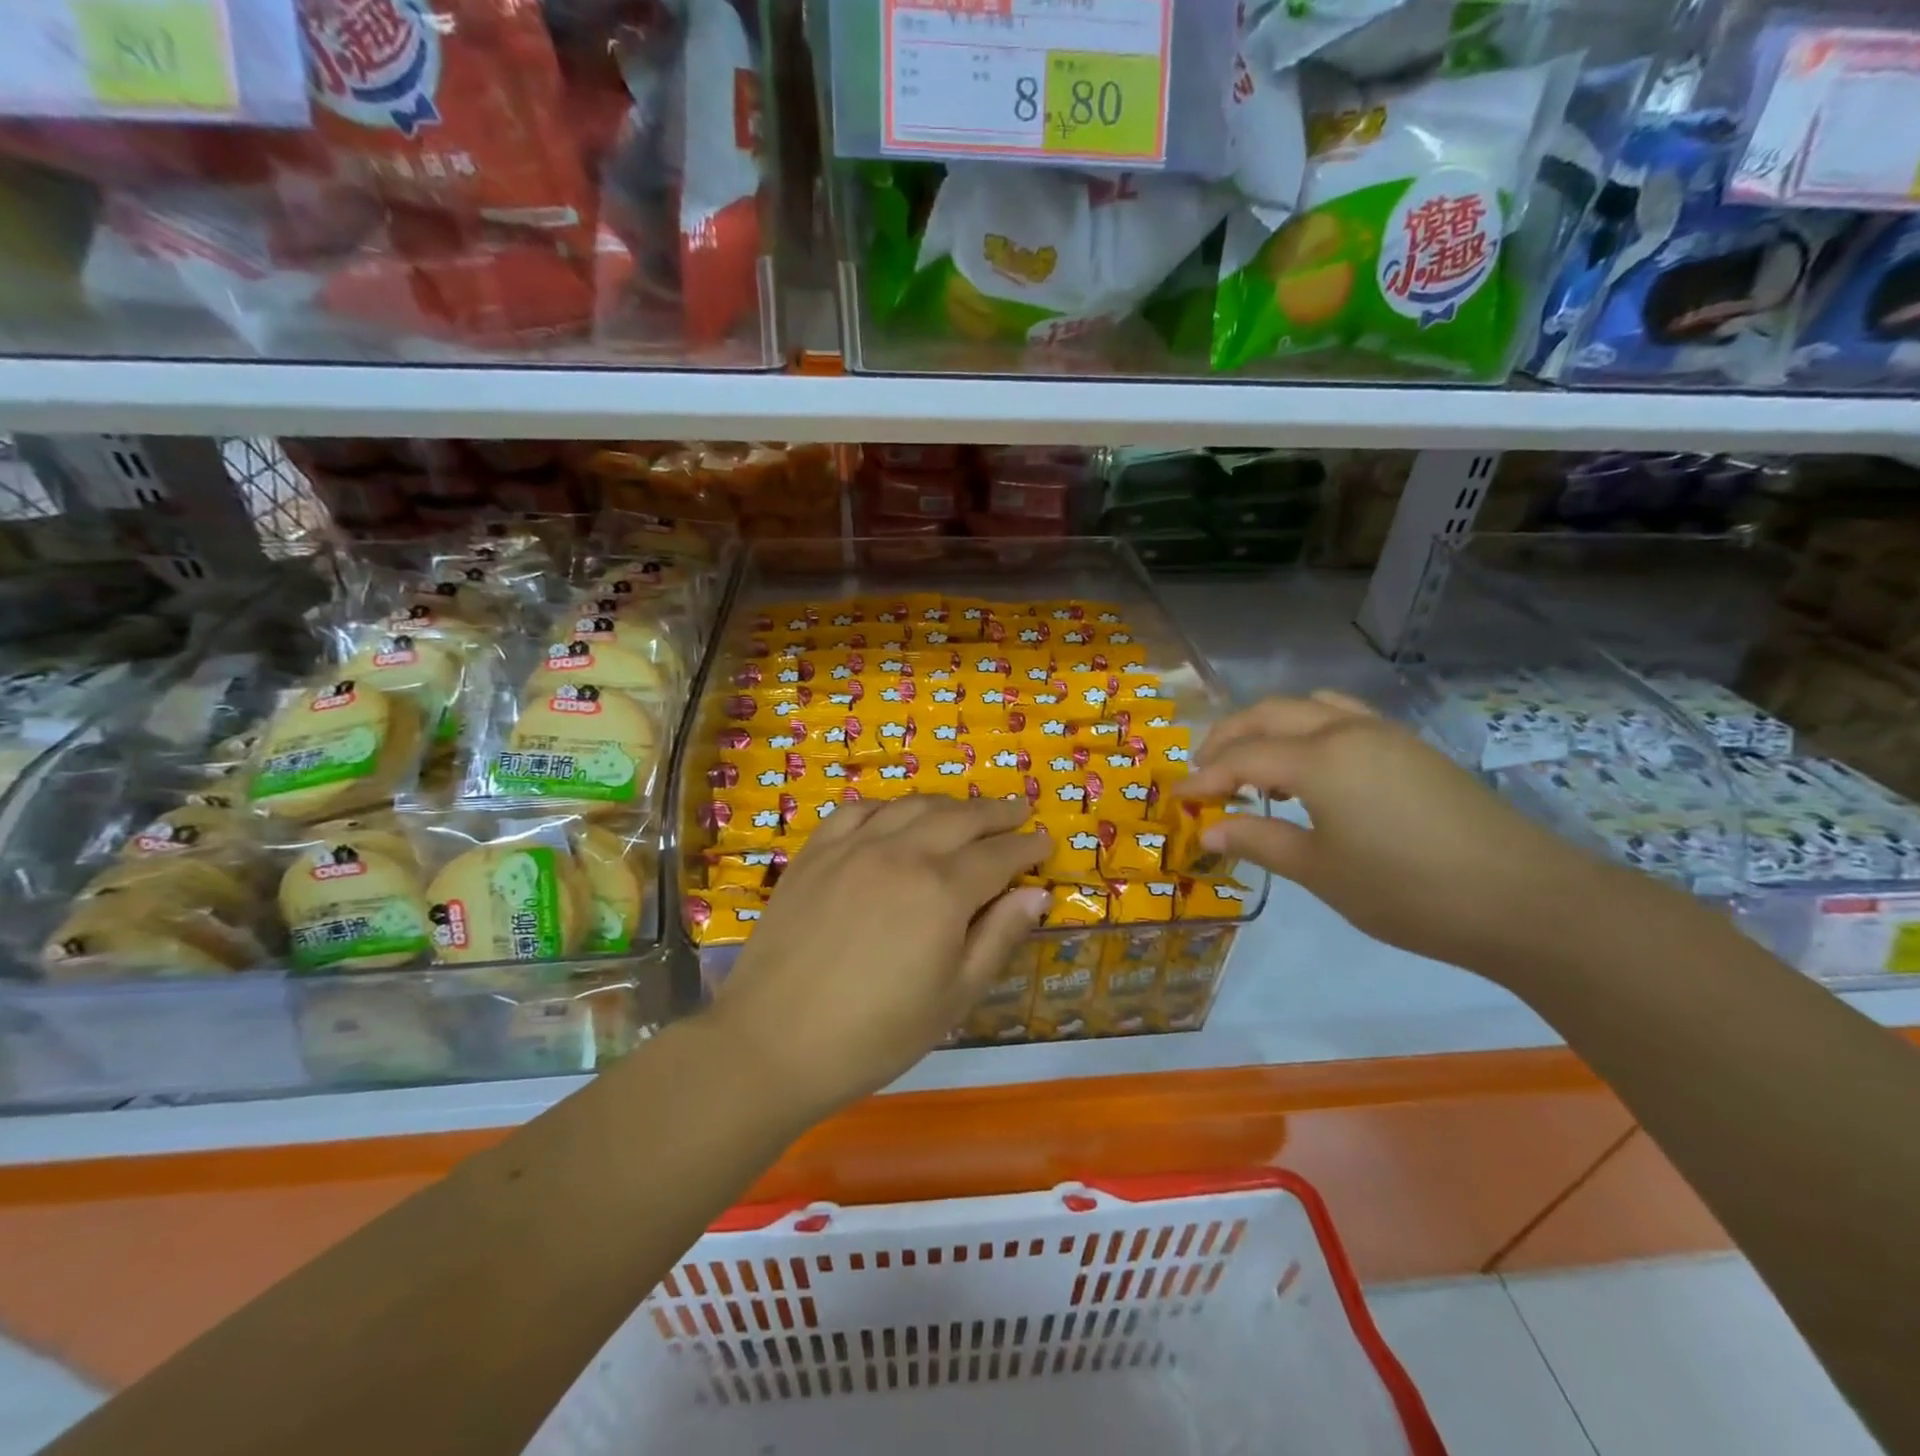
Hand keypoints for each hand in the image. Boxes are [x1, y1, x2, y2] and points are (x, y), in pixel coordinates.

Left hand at [710, 796, 1048, 1121]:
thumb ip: (998, 938)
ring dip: (948, 804)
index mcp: (942, 890)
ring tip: (967, 810)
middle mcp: (901, 853)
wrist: (773, 1043)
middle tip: (1018, 810)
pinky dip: (887, 806)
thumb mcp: (954, 997)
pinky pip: (857, 810)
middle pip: (960, 818)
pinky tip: (894, 815)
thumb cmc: (876, 1034)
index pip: (998, 855)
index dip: (1027, 847)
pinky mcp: (814, 853)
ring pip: (912, 806)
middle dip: (996, 812)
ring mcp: (853, 847)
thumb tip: (1036, 894)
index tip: (1046, 840)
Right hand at [1179, 692, 1616, 978]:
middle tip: (1203, 772)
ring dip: (1269, 727)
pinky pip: (1342, 718)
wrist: (1525, 900)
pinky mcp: (1411, 748)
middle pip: (1269, 713)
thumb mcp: (1320, 872)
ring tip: (1253, 767)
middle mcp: (1347, 730)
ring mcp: (1385, 734)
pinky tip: (1309, 771)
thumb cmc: (1407, 891)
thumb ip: (1259, 841)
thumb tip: (1208, 831)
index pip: (1242, 756)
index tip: (1180, 800)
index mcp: (1319, 758)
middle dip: (1227, 737)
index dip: (1205, 777)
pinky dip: (1307, 731)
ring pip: (1308, 707)